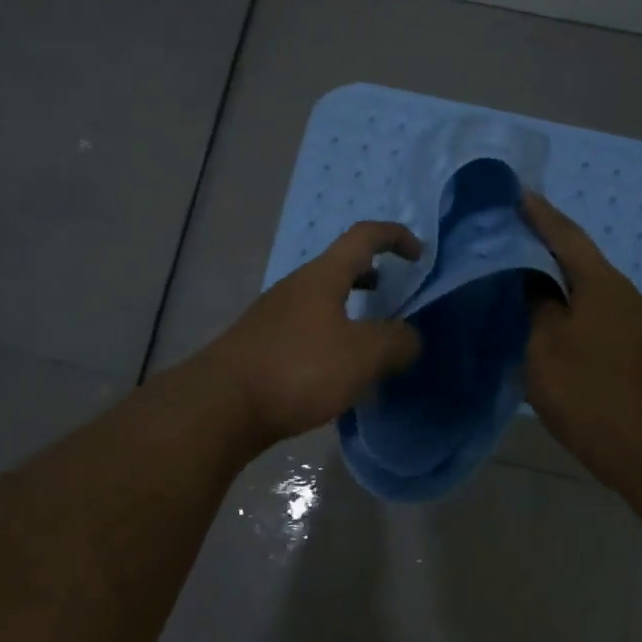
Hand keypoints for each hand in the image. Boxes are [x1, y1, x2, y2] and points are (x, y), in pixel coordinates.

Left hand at [202, 221, 424, 445]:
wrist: (222, 405)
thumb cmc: (299, 369)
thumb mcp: (363, 356)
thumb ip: (396, 342)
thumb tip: (410, 337)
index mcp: (323, 276)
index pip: (363, 237)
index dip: (395, 237)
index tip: (419, 255)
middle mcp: (295, 287)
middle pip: (339, 267)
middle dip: (371, 274)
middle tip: (393, 295)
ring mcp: (273, 316)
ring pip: (321, 300)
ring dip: (350, 309)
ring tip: (369, 338)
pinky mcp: (260, 345)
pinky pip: (306, 328)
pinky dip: (330, 335)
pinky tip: (335, 371)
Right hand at [520, 193, 641, 489]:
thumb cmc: (592, 396)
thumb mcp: (546, 348)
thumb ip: (536, 305)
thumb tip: (530, 279)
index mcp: (601, 285)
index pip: (565, 236)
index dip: (538, 214)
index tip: (514, 193)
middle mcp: (624, 294)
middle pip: (580, 258)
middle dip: (545, 243)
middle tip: (507, 235)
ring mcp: (637, 322)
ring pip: (588, 288)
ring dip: (556, 277)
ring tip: (520, 276)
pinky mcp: (639, 349)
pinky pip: (597, 311)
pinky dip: (570, 305)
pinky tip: (549, 319)